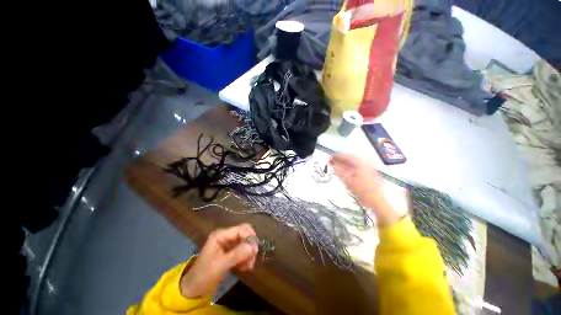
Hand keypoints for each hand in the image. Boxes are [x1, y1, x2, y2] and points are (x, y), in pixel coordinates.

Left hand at [180, 224, 258, 297]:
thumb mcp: (220, 265)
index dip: (250, 237)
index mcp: (221, 235)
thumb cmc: (204, 275)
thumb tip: (255, 246)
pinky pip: (243, 250)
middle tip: (252, 259)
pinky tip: (245, 268)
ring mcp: (228, 244)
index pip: (241, 229)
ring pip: (245, 243)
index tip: (255, 250)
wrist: (193, 290)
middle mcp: (225, 236)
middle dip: (250, 245)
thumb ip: (237, 254)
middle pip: (244, 234)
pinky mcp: (230, 252)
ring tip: (248, 266)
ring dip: (249, 253)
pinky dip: (246, 258)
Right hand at [330, 153, 400, 226]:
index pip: (346, 155)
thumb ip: (339, 170)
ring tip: (335, 166)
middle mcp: (365, 162)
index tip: (330, 158)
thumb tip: (333, 164)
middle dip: (339, 160)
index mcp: (360, 162)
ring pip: (352, 162)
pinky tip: (343, 171)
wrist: (376, 201)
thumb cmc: (364, 191)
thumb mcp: (347, 180)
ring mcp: (368, 167)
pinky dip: (348, 167)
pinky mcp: (369, 172)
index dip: (336, 156)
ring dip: (343, 164)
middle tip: (331, 162)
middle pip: (349, 158)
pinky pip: (356, 166)